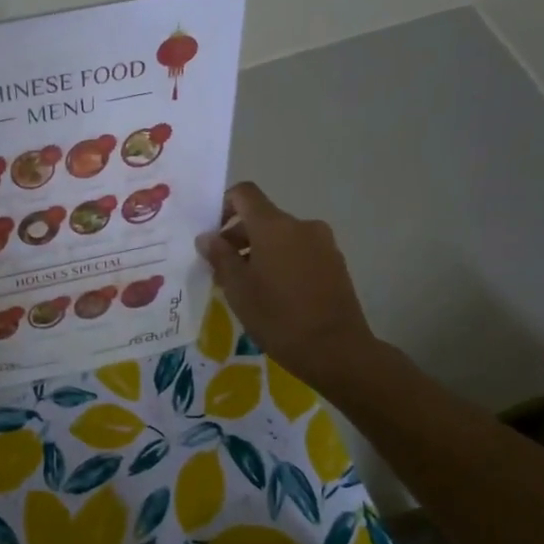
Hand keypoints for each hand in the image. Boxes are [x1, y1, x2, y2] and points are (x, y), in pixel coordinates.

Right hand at [195, 182, 376, 385]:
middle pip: (262, 218)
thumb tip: (207, 237)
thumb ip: (220, 257)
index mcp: (274, 226)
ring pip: (281, 237)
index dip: (223, 205)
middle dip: (238, 237)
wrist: (336, 350)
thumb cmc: (278, 316)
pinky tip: (275, 295)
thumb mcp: (237, 288)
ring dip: (260, 252)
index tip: (212, 234)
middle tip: (222, 270)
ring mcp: (323, 244)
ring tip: (248, 287)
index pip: (244, 194)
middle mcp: (301, 226)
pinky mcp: (336, 264)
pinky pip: (300, 252)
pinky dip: (282, 262)